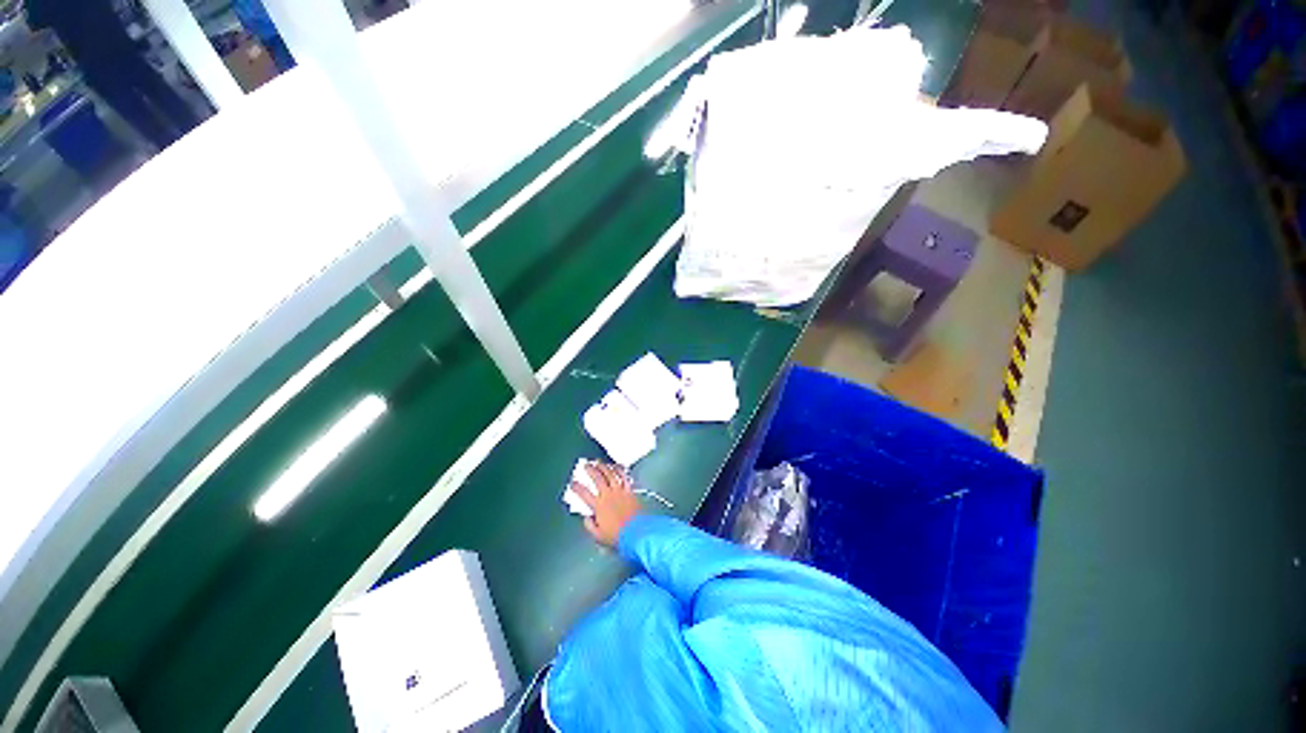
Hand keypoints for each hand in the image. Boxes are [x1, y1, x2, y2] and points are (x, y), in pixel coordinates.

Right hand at [572, 462, 642, 547]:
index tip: (573, 482)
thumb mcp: (598, 536)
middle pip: (598, 478)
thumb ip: (589, 526)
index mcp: (599, 506)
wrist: (637, 532)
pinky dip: (620, 470)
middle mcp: (608, 495)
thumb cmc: (618, 536)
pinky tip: (617, 466)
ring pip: (610, 474)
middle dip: (590, 470)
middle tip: (586, 465)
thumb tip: (586, 518)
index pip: (584, 493)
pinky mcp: (629, 490)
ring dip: (604, 466)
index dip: (577, 487)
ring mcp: (620, 491)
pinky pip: (624, 477)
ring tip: (599, 462)